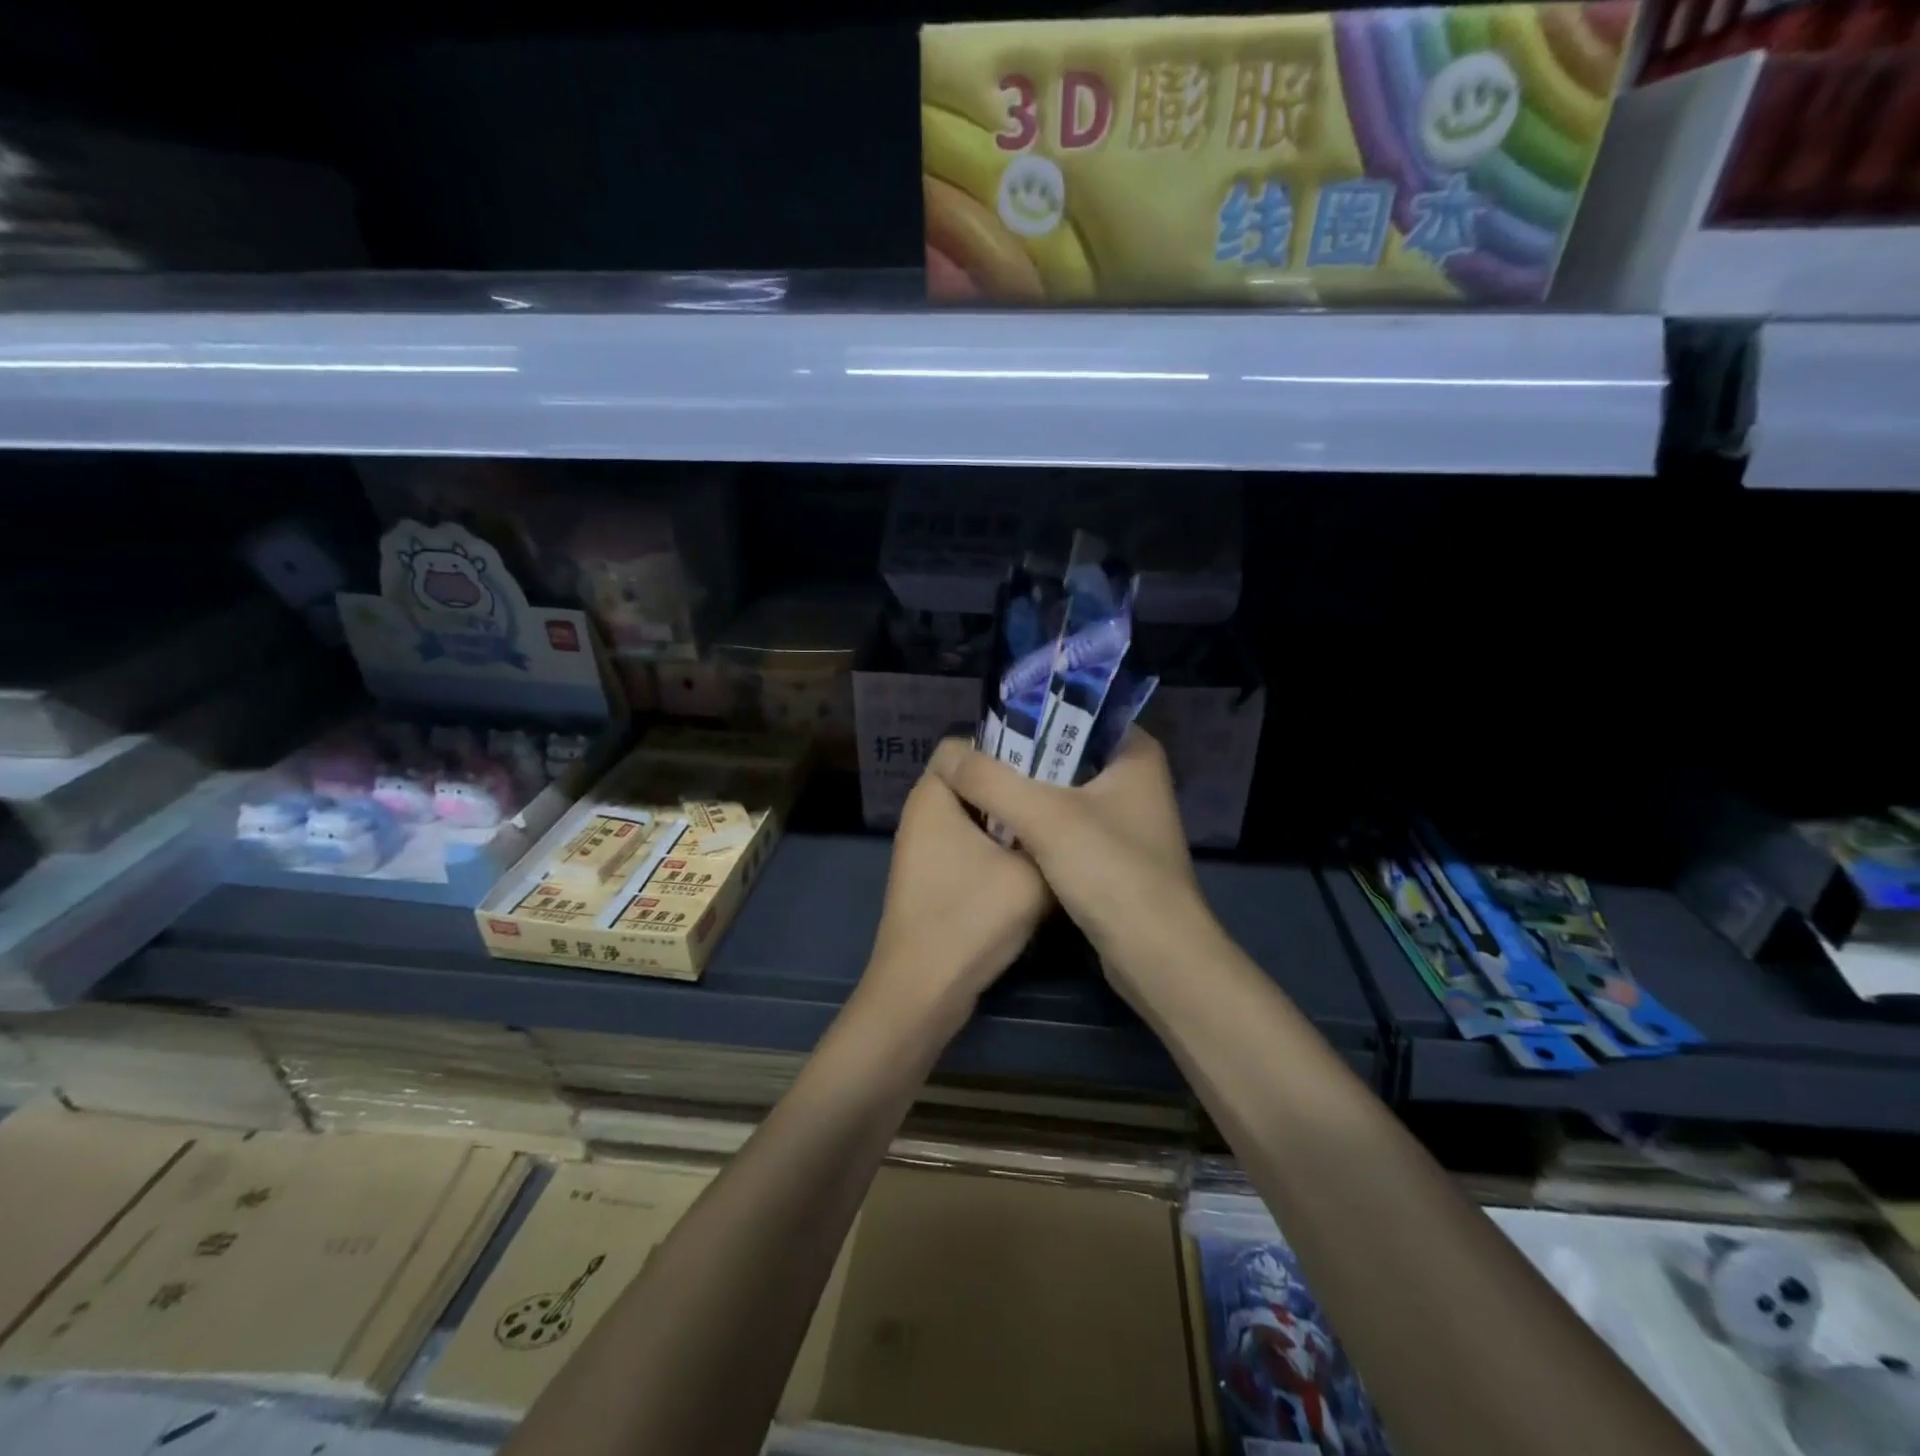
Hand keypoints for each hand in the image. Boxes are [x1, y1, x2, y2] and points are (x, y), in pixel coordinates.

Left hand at [863, 766, 1048, 1030]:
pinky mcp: (933, 876)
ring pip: (975, 816)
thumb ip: (1054, 840)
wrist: (923, 990)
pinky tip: (1034, 863)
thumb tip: (1071, 824)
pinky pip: (969, 844)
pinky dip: (997, 847)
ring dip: (1010, 821)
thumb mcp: (1031, 874)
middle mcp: (923, 813)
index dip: (1006, 746)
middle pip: (973, 780)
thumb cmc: (969, 918)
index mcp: (933, 795)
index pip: (964, 744)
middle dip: (1014, 785)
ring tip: (1056, 826)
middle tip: (1061, 793)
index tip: (1048, 763)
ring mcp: (924, 847)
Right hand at [928, 729, 1218, 999]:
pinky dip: (1036, 825)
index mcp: (1134, 751)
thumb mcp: (1043, 817)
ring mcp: (1125, 818)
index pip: (1075, 712)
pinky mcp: (1113, 853)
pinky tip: (1001, 830)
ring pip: (1062, 791)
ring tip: (976, 789)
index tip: (984, 730)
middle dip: (1018, 760)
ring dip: (1023, 794)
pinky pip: (1066, 824)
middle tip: (971, 763)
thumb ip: (990, 780)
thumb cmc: (1110, 871)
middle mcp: (1134, 778)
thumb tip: (945, 754)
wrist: (1156, 956)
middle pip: (1063, 753)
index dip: (1028, 717)